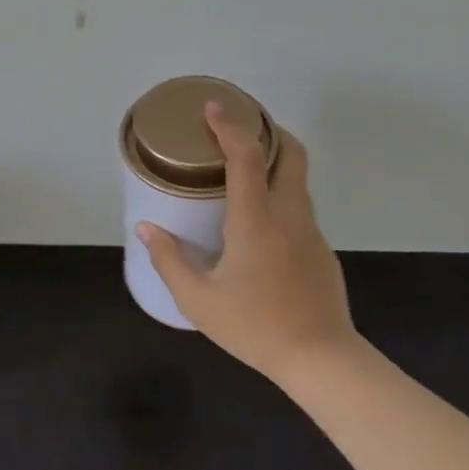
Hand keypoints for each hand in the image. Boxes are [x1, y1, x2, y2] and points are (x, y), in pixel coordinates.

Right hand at [137, 102, 361, 387]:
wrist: (322, 361)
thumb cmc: (255, 327)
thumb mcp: (199, 300)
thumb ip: (169, 259)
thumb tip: (146, 229)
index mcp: (256, 220)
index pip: (245, 157)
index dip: (228, 127)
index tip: (213, 108)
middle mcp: (289, 215)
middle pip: (291, 154)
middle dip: (269, 131)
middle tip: (240, 128)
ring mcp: (311, 232)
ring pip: (298, 181)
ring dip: (275, 163)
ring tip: (244, 171)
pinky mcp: (322, 251)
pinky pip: (300, 209)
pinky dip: (281, 196)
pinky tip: (260, 224)